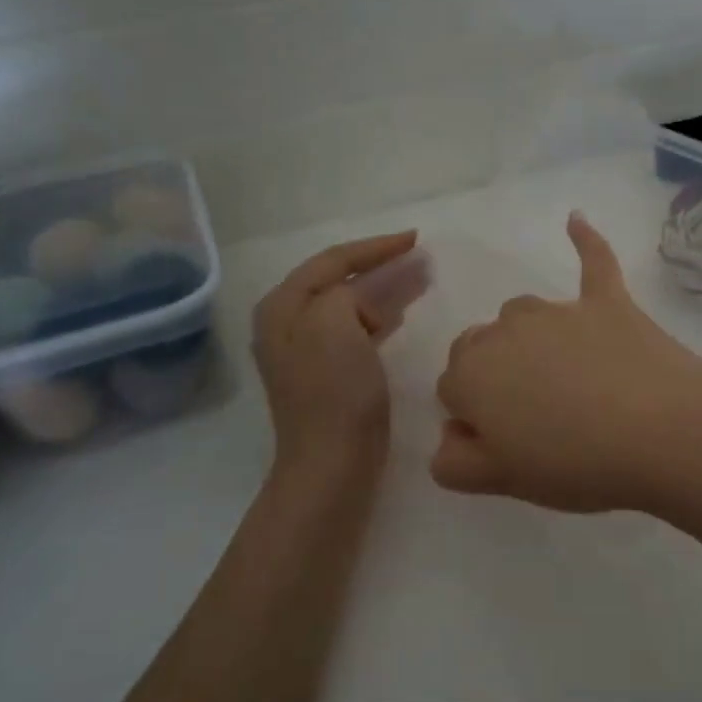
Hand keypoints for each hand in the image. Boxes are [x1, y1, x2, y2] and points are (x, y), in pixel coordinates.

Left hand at [254, 231, 420, 470]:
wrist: (332, 464)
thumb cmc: (334, 393)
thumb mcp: (336, 324)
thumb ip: (353, 291)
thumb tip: (377, 287)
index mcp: (282, 306)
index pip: (332, 260)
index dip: (375, 247)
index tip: (415, 238)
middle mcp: (285, 324)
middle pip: (337, 280)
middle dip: (379, 266)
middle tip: (419, 257)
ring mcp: (303, 351)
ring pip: (348, 304)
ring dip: (381, 289)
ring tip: (417, 280)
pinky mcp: (325, 374)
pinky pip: (353, 329)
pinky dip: (377, 316)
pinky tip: (398, 316)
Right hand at [431, 213, 701, 512]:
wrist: (664, 432)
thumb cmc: (577, 464)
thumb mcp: (503, 481)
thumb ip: (456, 462)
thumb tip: (450, 437)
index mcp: (471, 374)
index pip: (450, 389)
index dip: (475, 419)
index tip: (508, 445)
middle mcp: (504, 330)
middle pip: (479, 346)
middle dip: (493, 376)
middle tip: (535, 418)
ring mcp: (558, 311)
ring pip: (522, 314)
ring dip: (528, 339)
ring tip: (565, 379)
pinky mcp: (607, 301)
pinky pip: (592, 260)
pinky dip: (584, 241)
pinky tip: (575, 221)